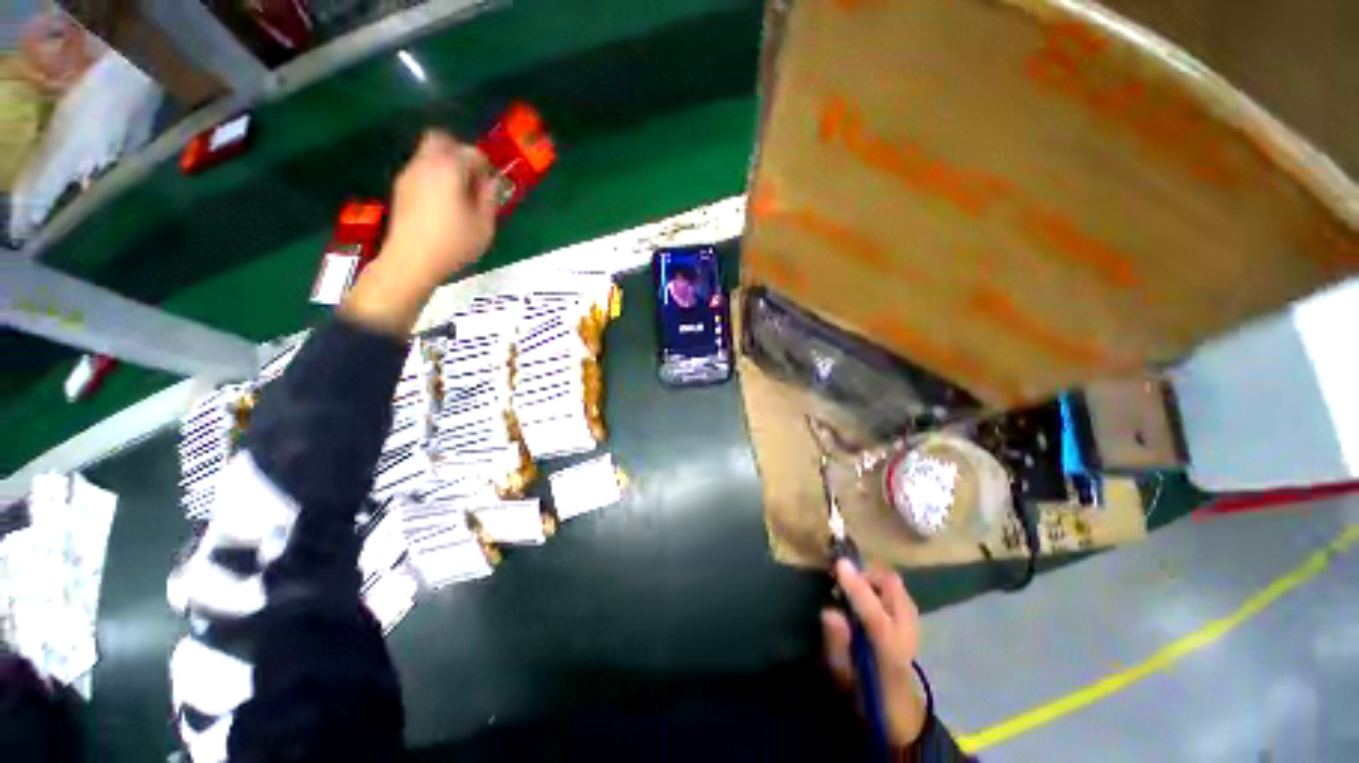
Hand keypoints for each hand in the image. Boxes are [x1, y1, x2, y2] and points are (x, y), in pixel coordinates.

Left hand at [382, 130, 497, 284]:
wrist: (412, 260)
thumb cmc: (454, 244)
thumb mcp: (484, 225)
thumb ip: (490, 198)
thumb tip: (491, 183)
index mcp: (450, 169)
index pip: (472, 152)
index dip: (485, 166)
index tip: (491, 183)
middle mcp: (426, 163)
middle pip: (441, 139)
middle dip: (459, 152)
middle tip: (472, 176)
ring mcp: (409, 174)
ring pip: (428, 154)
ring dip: (445, 165)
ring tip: (458, 193)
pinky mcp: (401, 188)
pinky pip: (421, 170)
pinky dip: (433, 177)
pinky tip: (442, 203)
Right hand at [822, 559, 926, 747]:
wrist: (902, 713)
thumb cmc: (867, 695)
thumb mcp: (844, 678)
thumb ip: (837, 645)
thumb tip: (829, 612)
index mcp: (889, 653)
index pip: (875, 615)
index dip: (857, 587)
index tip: (839, 565)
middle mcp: (907, 633)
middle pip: (893, 588)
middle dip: (866, 575)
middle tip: (843, 580)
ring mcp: (914, 625)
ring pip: (896, 585)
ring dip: (873, 579)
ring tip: (854, 588)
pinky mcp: (914, 622)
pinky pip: (898, 591)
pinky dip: (881, 586)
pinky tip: (869, 597)